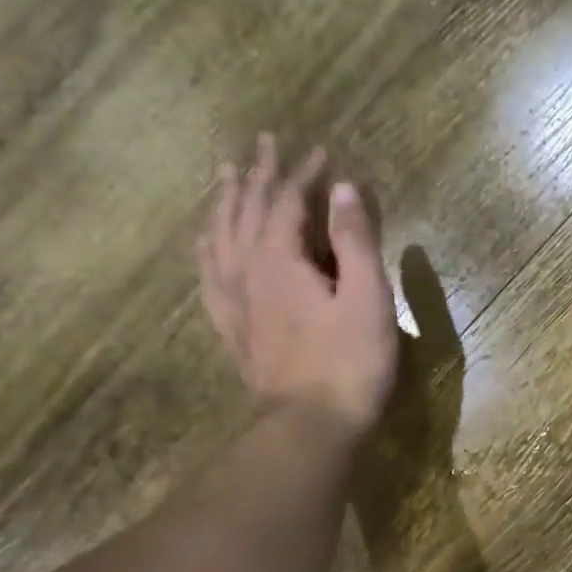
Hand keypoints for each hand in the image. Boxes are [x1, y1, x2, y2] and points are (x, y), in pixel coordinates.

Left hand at [198, 134, 398, 438]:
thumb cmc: (348, 363)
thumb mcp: (367, 298)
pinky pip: (211, 279)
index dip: (305, 174)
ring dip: (225, 203)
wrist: (310, 427)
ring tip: (225, 176)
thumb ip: (355, 241)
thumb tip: (343, 188)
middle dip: (257, 175)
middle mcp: (248, 271)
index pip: (287, 201)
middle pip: (245, 211)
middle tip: (262, 144)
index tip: (322, 153)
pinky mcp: (235, 331)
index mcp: (280, 259)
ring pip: (221, 238)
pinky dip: (207, 253)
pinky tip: (204, 245)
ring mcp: (235, 303)